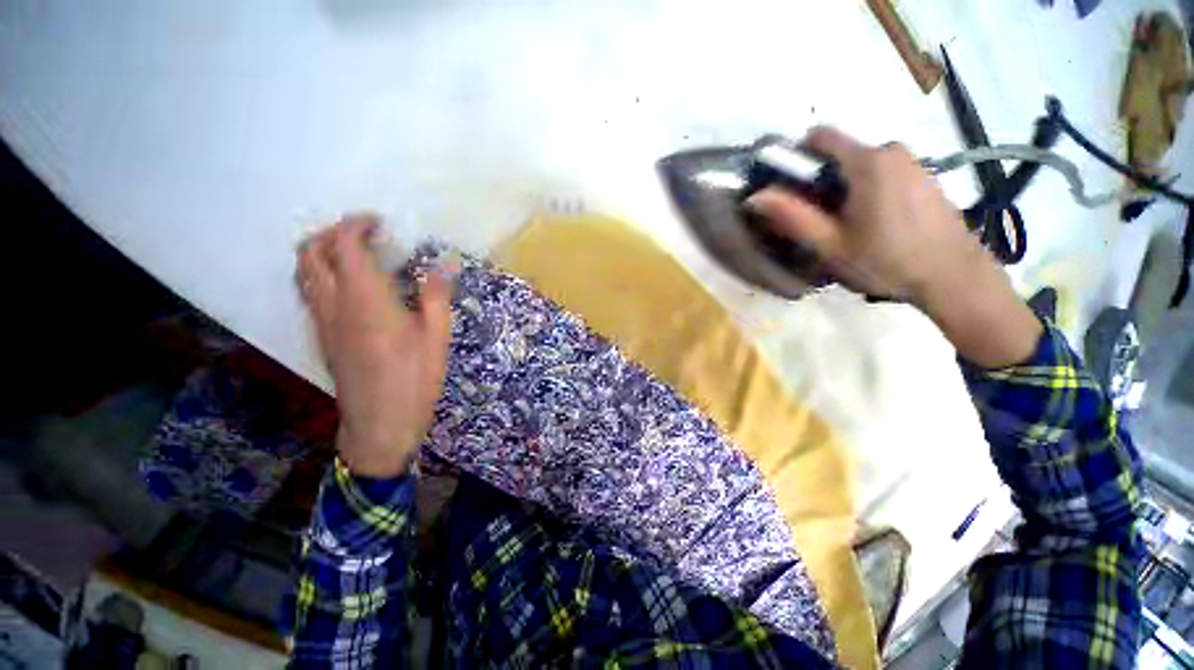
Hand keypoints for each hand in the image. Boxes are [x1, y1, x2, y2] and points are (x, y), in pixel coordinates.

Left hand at [296, 215, 452, 476]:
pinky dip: (321, 274)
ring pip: (303, 272)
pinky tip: (349, 286)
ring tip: (353, 254)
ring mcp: (322, 321)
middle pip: (310, 252)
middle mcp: (334, 304)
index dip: (355, 225)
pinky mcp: (322, 336)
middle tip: (363, 235)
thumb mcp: (437, 337)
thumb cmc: (414, 378)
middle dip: (331, 232)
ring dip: (320, 252)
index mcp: (365, 299)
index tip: (378, 223)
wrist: (380, 422)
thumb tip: (445, 262)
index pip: (343, 245)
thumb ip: (437, 295)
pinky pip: (309, 292)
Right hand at [746, 127, 1041, 367]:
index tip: (789, 187)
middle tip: (818, 219)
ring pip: (861, 165)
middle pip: (840, 154)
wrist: (952, 275)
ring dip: (844, 187)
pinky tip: (873, 223)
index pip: (821, 136)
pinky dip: (867, 189)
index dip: (797, 156)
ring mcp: (912, 161)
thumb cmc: (886, 260)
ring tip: (847, 226)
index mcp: (867, 161)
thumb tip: (756, 197)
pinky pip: (882, 172)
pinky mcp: (924, 175)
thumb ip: (793, 216)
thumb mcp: (831, 244)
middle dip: (821, 180)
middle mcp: (891, 150)